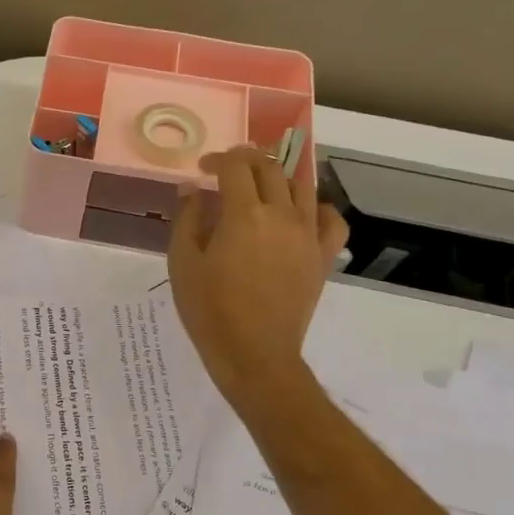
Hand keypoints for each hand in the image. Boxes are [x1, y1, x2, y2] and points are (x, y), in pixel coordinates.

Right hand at [168, 145, 348, 405]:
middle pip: (269, 168)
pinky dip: (317, 207)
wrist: (254, 354)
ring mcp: (308, 234)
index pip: (235, 166)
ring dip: (279, 176)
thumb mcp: (182, 263)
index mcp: (243, 213)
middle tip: (228, 172)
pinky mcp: (323, 256)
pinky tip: (301, 213)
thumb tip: (192, 190)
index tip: (203, 170)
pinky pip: (331, 219)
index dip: (218, 160)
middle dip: (246, 161)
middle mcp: (281, 214)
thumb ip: (187, 219)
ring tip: (262, 186)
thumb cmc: (210, 310)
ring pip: (301, 186)